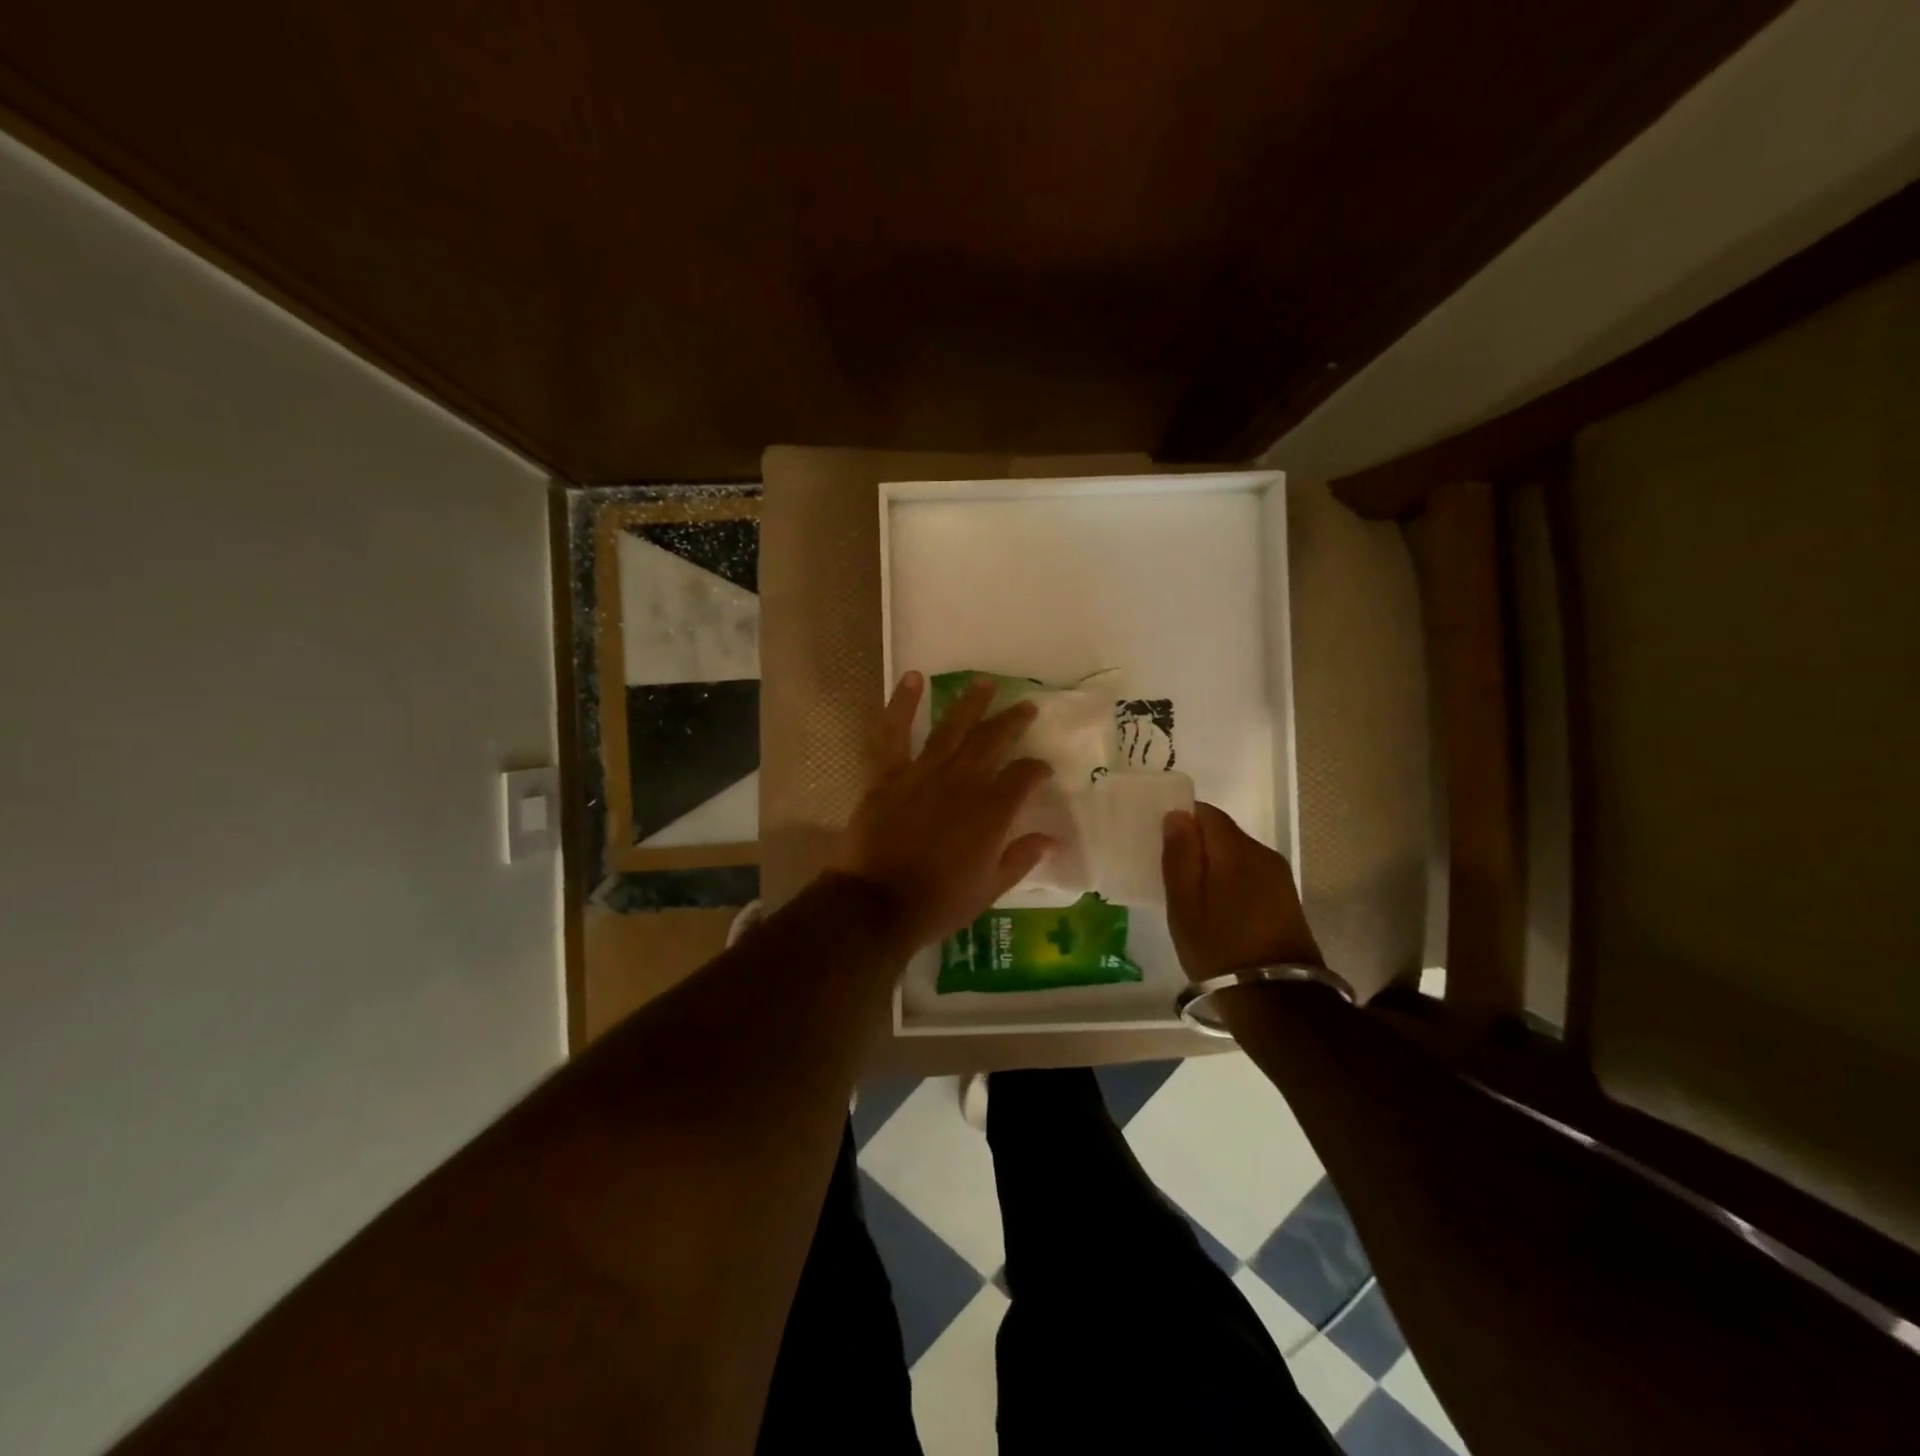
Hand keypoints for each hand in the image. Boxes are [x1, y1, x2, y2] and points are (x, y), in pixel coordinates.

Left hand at [830, 673, 1054, 949]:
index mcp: (992, 810)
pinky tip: (913, 678)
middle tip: (1026, 706)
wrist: (878, 905)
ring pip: (952, 728)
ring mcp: (924, 773)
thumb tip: (1050, 839)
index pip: (1024, 776)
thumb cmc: (939, 903)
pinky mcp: (888, 775)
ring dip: (970, 703)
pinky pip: (894, 734)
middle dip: (1012, 722)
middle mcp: (963, 781)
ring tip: (985, 682)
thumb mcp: (990, 889)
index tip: (1042, 769)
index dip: (1037, 769)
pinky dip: (902, 704)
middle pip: (993, 741)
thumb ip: (1021, 858)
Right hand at [1162, 803, 1322, 981]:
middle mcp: (1263, 853)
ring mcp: (1279, 877)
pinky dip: (1231, 883)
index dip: (1181, 820)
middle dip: (1197, 846)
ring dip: (1214, 867)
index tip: (1161, 843)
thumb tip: (1177, 815)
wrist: (1277, 1002)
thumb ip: (1179, 856)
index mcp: (1236, 849)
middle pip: (1222, 833)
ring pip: (1237, 855)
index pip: (1205, 813)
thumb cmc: (1220, 949)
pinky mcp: (1287, 900)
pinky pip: (1250, 876)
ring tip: (1192, 896)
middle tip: (1170, 874)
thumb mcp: (1184, 905)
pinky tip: (1217, 910)